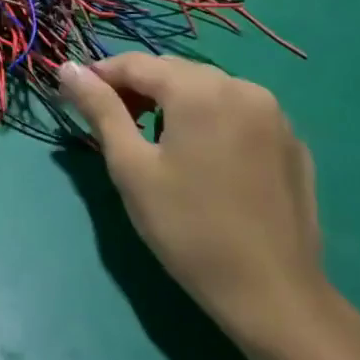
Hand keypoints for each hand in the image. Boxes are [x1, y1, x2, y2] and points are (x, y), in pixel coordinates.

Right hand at [57, 53, 330, 350]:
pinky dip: (211, 120)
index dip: (101, 75)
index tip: (77, 97)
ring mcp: (274, 114)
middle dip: (138, 88)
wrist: (273, 295)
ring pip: (208, 89)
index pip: (136, 63)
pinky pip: (238, 113)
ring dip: (174, 102)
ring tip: (154, 140)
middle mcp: (241, 87)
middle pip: (174, 71)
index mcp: (199, 90)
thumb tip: (68, 68)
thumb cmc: (188, 229)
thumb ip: (100, 109)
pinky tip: (202, 159)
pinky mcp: (292, 142)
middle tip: (113, 123)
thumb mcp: (131, 167)